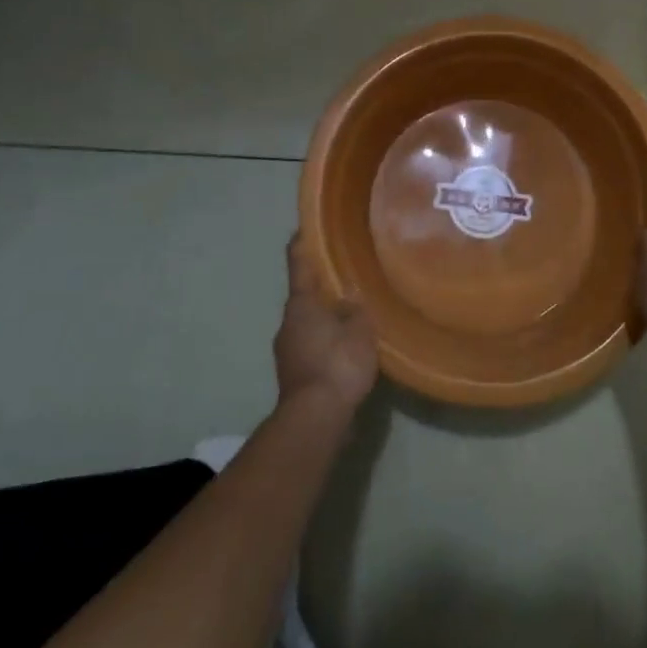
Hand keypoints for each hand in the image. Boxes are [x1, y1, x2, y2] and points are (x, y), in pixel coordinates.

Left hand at [274, 234, 378, 413]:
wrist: (315, 419)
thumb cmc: (337, 363)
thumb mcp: (359, 330)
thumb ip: (356, 309)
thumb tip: (351, 296)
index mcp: (301, 305)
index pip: (299, 265)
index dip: (302, 245)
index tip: (304, 228)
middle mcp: (288, 323)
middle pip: (304, 297)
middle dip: (321, 288)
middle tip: (345, 278)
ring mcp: (287, 351)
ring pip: (307, 324)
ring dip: (325, 318)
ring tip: (351, 315)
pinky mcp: (294, 374)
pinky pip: (312, 347)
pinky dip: (326, 343)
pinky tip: (346, 349)